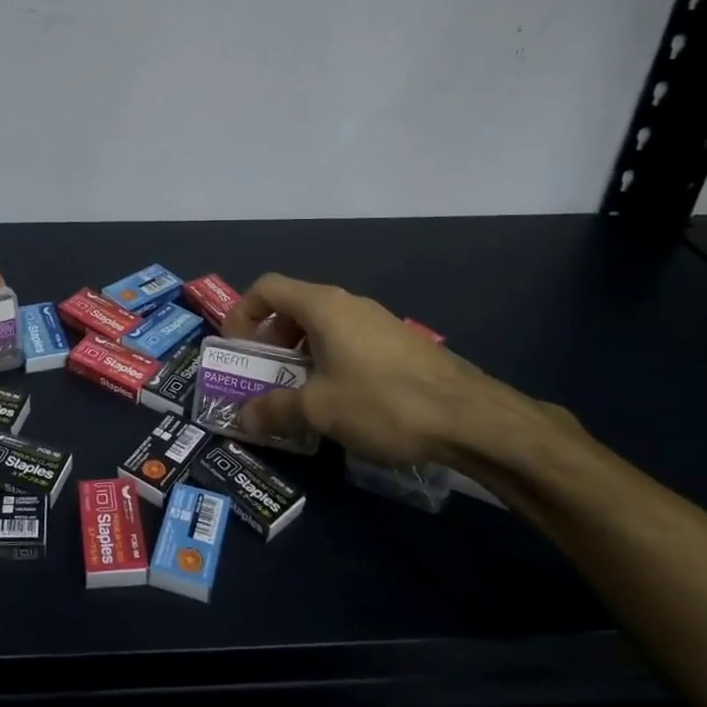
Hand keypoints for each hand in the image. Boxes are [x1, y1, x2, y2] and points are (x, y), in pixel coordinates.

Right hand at [221, 274, 573, 466]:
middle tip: (263, 374)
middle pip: (293, 306)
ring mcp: (377, 321)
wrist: (470, 417)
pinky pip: (348, 341)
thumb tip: (242, 418)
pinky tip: (340, 400)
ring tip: (298, 392)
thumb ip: (274, 410)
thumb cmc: (382, 401)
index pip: (267, 287)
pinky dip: (329, 360)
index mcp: (322, 306)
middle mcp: (348, 303)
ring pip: (323, 326)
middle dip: (270, 339)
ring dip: (299, 353)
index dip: (242, 312)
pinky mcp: (399, 343)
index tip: (236, 348)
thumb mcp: (319, 410)